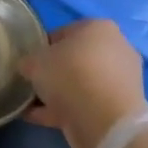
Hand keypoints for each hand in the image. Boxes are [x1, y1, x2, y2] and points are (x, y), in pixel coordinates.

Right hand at [21, 19, 147, 147]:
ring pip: (81, 83)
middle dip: (53, 72)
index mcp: (98, 28)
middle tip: (32, 84)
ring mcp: (121, 79)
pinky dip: (64, 110)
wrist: (104, 120)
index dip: (41, 48)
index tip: (29, 63)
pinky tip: (39, 118)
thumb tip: (27, 67)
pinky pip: (85, 103)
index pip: (63, 33)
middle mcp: (115, 48)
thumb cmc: (70, 76)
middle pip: (74, 59)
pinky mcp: (119, 106)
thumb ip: (28, 62)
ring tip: (31, 106)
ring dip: (58, 93)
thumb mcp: (35, 62)